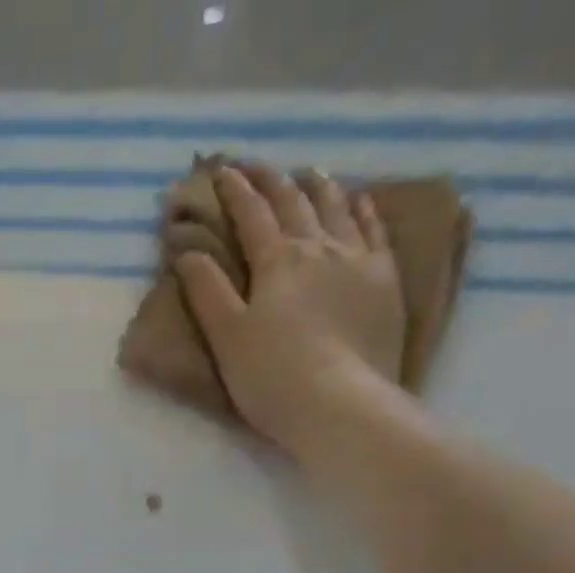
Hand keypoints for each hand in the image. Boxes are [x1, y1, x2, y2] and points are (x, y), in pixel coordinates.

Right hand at [176, 165, 406, 464]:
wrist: (341, 405)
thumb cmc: (273, 378)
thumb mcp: (227, 339)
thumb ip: (207, 293)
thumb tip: (188, 252)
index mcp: (276, 260)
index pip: (250, 213)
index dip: (233, 190)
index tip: (219, 171)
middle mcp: (318, 246)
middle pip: (293, 200)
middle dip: (270, 179)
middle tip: (255, 166)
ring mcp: (358, 259)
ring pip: (336, 207)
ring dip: (317, 186)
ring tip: (307, 174)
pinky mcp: (385, 280)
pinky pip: (374, 230)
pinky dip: (362, 209)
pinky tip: (358, 201)